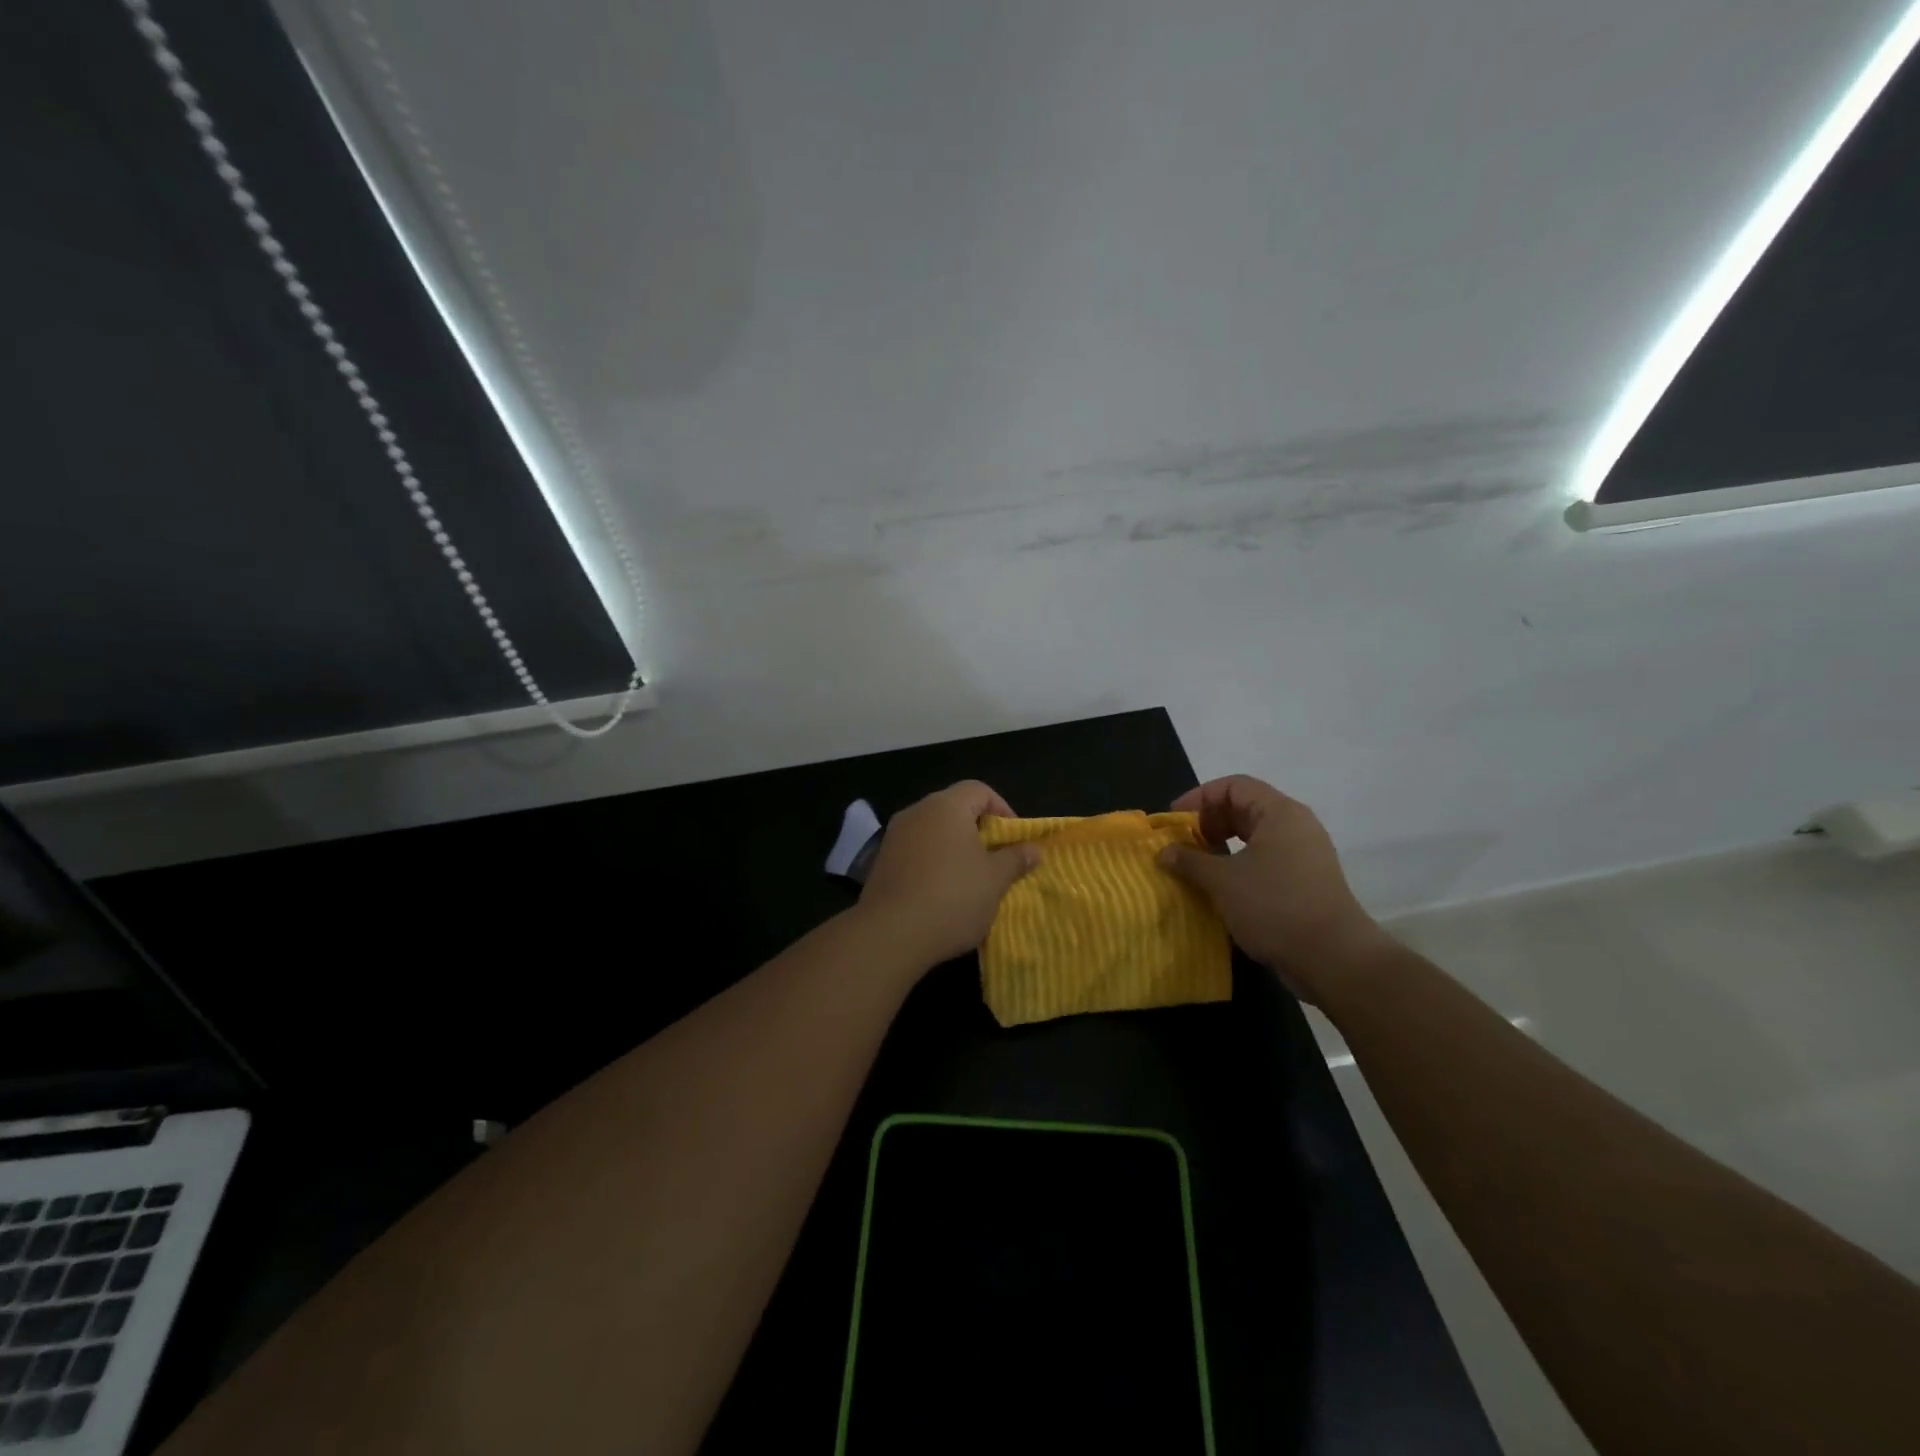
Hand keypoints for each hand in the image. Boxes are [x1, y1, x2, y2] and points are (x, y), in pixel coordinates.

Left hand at [857, 781, 1039, 970]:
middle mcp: (917, 812)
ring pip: (934, 832)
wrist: (890, 935)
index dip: (1002, 810)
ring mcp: (895, 836)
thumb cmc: (952, 898)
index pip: (979, 790)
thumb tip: (1034, 848)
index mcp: (946, 806)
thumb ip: (1016, 859)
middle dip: (979, 831)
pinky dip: (933, 863)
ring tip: (972, 880)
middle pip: (955, 809)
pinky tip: (942, 893)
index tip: (1014, 840)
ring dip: (955, 849)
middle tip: (997, 860)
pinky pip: (916, 852)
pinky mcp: (882, 862)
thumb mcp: (995, 880)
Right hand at [1158, 775, 1390, 1004]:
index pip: (1234, 786)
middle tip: (1184, 844)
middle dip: (1210, 822)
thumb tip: (1164, 852)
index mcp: (1280, 813)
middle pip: (1245, 807)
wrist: (1334, 958)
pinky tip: (1223, 888)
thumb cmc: (1275, 906)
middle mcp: (1296, 826)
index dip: (1199, 797)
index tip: (1175, 821)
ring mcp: (1306, 855)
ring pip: (1256, 836)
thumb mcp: (1222, 881)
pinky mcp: (1308, 881)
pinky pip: (1267, 859)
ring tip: (1199, 866)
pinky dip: (1241, 865)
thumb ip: (1190, 861)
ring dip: (1224, 846)